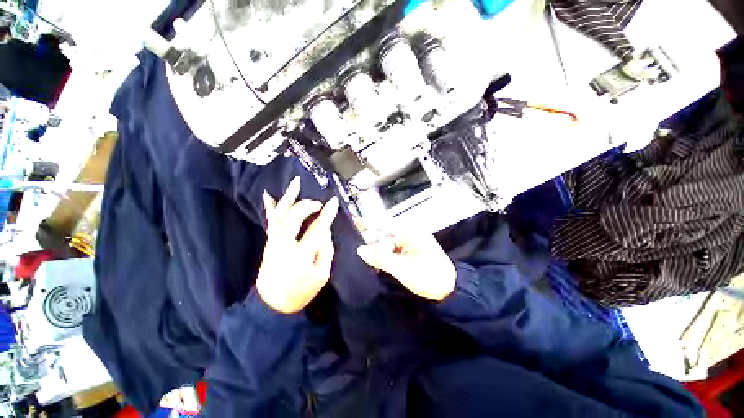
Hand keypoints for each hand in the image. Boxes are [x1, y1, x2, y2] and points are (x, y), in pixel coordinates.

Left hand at [256, 177, 338, 313]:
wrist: (272, 305)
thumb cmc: (300, 292)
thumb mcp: (321, 275)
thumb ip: (326, 251)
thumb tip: (325, 231)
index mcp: (300, 254)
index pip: (317, 228)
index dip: (327, 214)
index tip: (334, 202)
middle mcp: (284, 244)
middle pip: (295, 216)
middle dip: (308, 205)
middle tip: (318, 203)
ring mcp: (274, 241)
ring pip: (281, 214)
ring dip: (288, 197)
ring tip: (295, 183)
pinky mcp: (269, 242)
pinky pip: (270, 221)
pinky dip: (271, 207)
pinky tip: (269, 195)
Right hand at [357, 229, 455, 300]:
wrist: (449, 291)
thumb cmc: (427, 276)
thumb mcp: (402, 268)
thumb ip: (380, 258)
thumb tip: (360, 249)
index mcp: (410, 233)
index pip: (385, 224)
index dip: (369, 223)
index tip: (355, 222)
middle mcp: (410, 235)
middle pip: (385, 235)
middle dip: (373, 243)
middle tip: (360, 252)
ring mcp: (411, 245)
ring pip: (389, 245)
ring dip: (379, 252)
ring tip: (368, 260)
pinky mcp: (411, 254)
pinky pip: (394, 252)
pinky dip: (386, 258)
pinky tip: (377, 264)